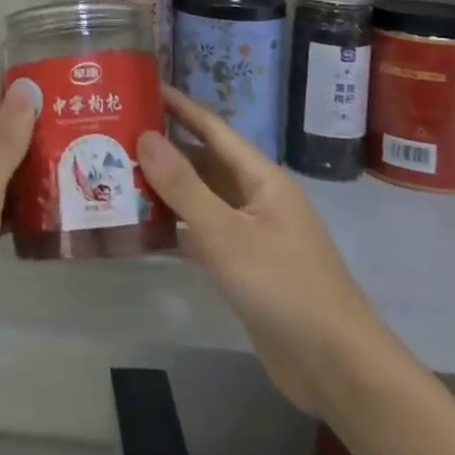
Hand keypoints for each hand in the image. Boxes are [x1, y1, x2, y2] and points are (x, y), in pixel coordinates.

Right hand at [138, 87, 395, 415]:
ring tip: (121, 175)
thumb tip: (145, 135)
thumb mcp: (225, 234)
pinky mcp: (247, 269)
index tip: (145, 87)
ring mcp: (253, 235)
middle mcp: (258, 199)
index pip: (214, 129)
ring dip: (168, 189)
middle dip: (165, 149)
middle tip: (118, 136)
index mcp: (262, 178)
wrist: (336, 367)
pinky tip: (145, 228)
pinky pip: (205, 234)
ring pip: (203, 200)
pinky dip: (177, 228)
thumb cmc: (283, 287)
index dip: (180, 107)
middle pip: (206, 163)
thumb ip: (183, 186)